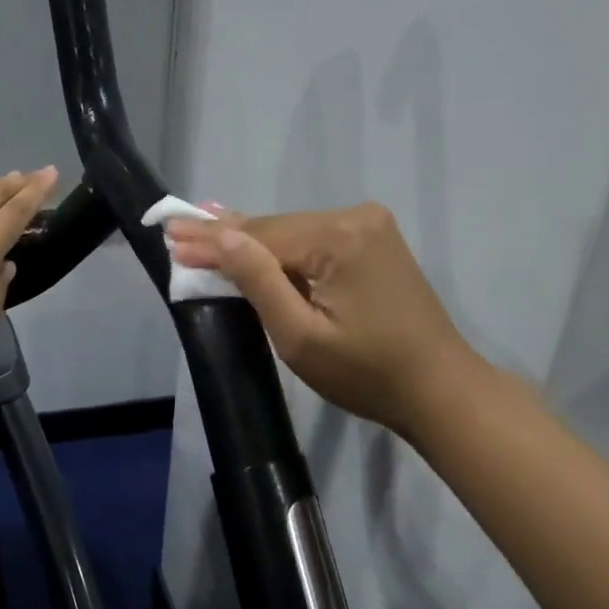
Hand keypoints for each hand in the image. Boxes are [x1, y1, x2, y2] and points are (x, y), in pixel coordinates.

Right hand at [165, 203, 487, 440]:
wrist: (440, 390)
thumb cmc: (366, 373)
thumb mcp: (300, 336)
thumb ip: (258, 280)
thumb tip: (221, 233)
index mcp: (339, 238)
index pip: (260, 236)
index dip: (212, 240)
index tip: (168, 233)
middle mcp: (356, 218)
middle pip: (276, 229)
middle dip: (228, 236)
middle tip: (177, 229)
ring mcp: (370, 227)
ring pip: (293, 233)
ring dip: (252, 241)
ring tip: (204, 230)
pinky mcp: (375, 241)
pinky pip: (314, 240)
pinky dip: (282, 248)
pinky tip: (251, 238)